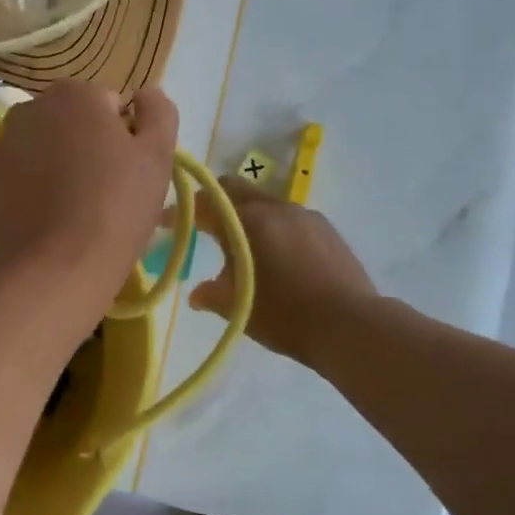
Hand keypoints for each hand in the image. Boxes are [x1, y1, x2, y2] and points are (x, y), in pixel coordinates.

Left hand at [0, 82, 178, 322]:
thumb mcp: (158, 157)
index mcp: (73, 96)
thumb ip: (158, 112)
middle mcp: (26, 111)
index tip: (125, 172)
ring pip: (32, 154)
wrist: (58, 271)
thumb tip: (146, 92)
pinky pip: (8, 185)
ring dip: (48, 170)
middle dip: (79, 148)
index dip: (120, 138)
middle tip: (98, 193)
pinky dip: (22, 198)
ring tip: (67, 214)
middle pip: (63, 126)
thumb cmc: (117, 208)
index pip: (105, 106)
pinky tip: (40, 227)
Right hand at [190, 177, 376, 365]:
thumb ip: (212, 294)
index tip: (164, 222)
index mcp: (247, 222)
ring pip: (264, 203)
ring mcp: (304, 215)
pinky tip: (277, 255)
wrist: (350, 325)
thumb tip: (197, 293)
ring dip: (245, 215)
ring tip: (242, 244)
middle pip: (235, 189)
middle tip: (200, 223)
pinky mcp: (326, 229)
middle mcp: (274, 208)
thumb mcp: (238, 307)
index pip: (203, 204)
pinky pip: (289, 218)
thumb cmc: (285, 315)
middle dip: (214, 201)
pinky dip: (273, 227)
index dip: (179, 211)